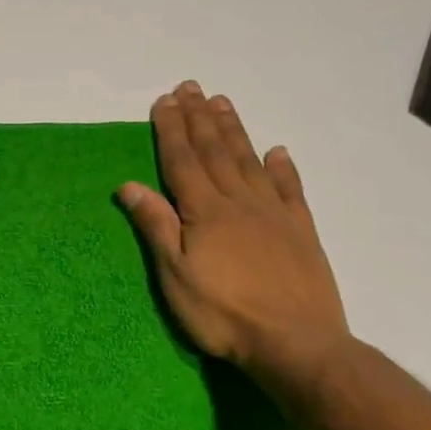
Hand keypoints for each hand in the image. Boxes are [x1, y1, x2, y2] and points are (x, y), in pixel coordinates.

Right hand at [118, 81, 350, 395]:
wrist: (295, 342)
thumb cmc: (223, 313)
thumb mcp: (175, 275)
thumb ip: (156, 226)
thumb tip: (129, 184)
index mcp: (205, 211)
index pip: (182, 161)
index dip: (171, 130)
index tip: (164, 101)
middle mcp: (239, 201)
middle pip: (215, 152)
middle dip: (199, 118)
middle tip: (191, 87)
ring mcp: (274, 213)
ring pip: (249, 161)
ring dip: (233, 130)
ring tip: (222, 103)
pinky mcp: (301, 230)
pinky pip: (290, 188)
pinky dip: (282, 167)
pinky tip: (278, 150)